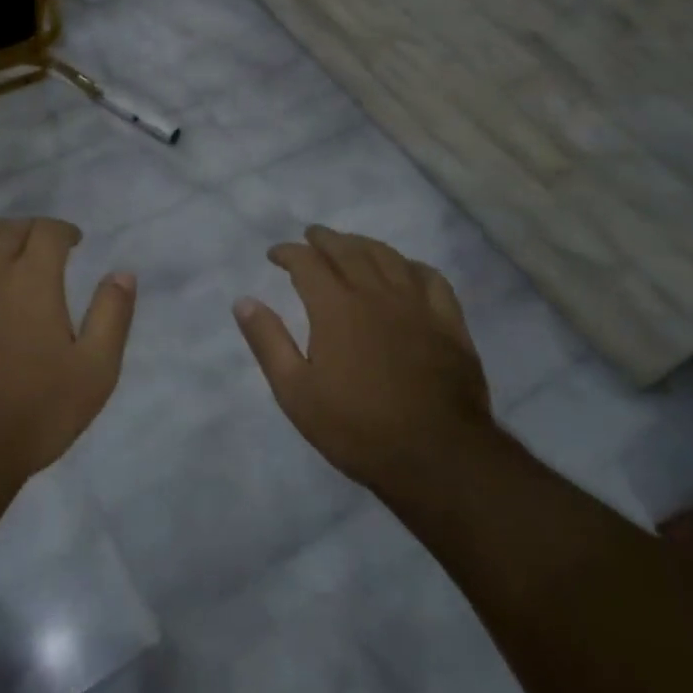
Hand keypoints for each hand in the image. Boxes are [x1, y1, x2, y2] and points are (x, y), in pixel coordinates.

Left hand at [0, 218, 134, 479]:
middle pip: (10, 230)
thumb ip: (112, 316)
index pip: (47, 232)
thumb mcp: (95, 371)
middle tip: (44, 245)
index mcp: (33, 279)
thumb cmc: (35, 411)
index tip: (74, 242)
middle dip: (32, 230)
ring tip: (8, 246)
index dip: (63, 230)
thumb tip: (122, 273)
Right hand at [234, 225, 493, 494]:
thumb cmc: (357, 427)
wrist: (438, 457)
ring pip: (387, 257)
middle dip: (324, 239)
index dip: (288, 252)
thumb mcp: (295, 392)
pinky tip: (405, 270)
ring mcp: (416, 305)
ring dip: (363, 244)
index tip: (275, 255)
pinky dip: (411, 266)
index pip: (306, 262)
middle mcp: (375, 293)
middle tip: (310, 236)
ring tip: (350, 244)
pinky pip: (431, 278)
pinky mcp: (448, 323)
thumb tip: (244, 301)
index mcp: (335, 306)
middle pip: (347, 250)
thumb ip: (268, 342)